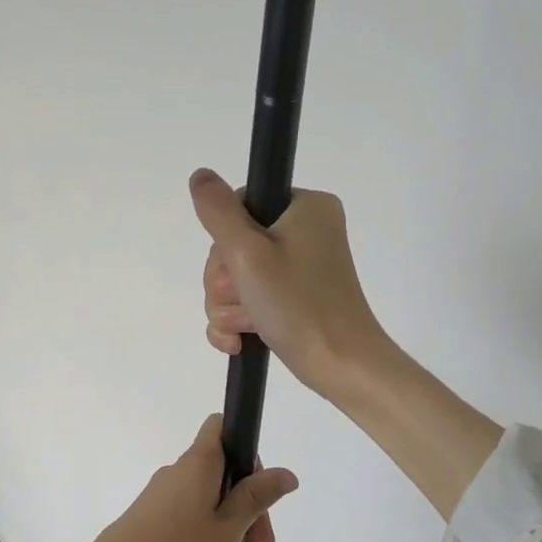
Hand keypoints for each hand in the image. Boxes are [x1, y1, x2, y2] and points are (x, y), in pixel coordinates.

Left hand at [22, 415, 297, 541]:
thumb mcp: (228, 528)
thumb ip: (256, 498)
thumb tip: (286, 473)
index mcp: (198, 463)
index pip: (222, 427)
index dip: (247, 447)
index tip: (262, 487)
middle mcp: (178, 470)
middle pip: (222, 468)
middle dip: (247, 500)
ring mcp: (161, 493)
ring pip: (207, 494)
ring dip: (230, 519)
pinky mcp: (149, 515)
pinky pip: (189, 510)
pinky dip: (207, 527)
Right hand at [191, 168, 389, 397]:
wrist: (340, 365)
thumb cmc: (298, 304)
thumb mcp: (248, 253)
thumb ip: (218, 212)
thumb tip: (200, 175)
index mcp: (304, 207)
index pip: (239, 205)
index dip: (226, 240)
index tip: (238, 265)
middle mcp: (305, 231)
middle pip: (233, 245)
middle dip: (226, 281)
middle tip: (245, 299)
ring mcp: (299, 268)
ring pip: (235, 278)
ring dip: (228, 306)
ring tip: (246, 326)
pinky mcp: (292, 299)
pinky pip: (247, 301)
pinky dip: (237, 322)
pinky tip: (239, 341)